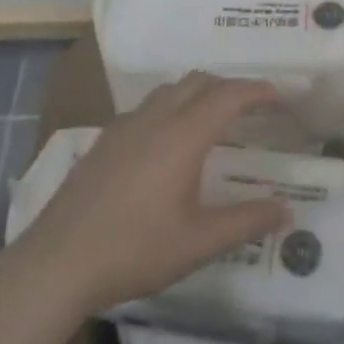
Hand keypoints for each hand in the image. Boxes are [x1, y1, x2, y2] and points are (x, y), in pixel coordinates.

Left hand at [15, 73, 289, 313]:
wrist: (57, 262)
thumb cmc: (135, 250)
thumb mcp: (198, 242)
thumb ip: (246, 221)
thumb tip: (287, 209)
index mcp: (183, 136)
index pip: (229, 96)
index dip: (257, 90)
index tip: (279, 96)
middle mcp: (155, 118)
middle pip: (198, 81)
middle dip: (229, 86)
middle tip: (252, 107)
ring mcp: (125, 126)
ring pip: (170, 90)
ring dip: (198, 93)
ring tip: (213, 119)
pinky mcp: (104, 140)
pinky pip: (147, 107)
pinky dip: (171, 107)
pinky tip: (168, 142)